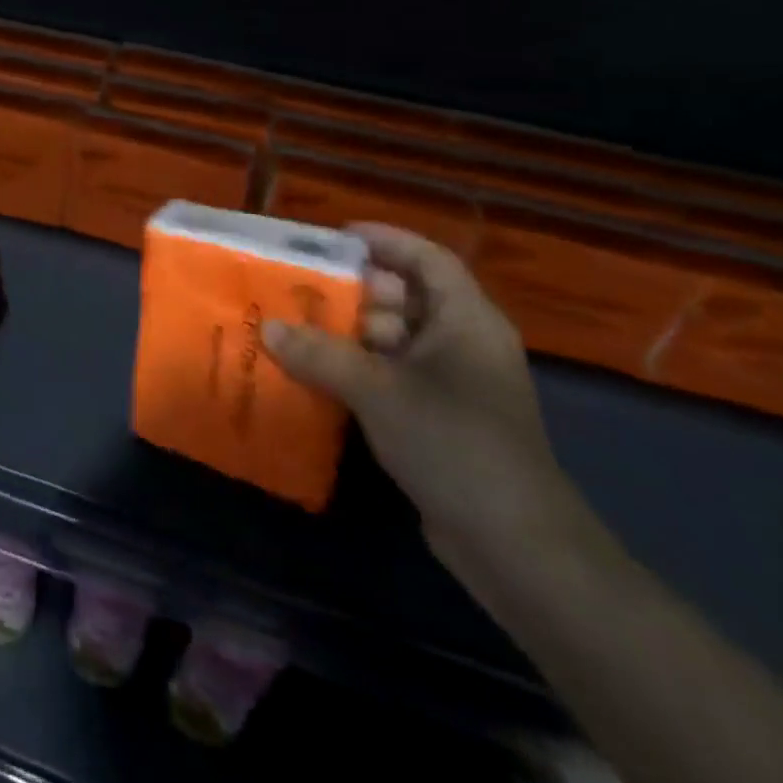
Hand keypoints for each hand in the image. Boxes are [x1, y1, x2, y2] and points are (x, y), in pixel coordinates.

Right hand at [263, 224, 585, 573]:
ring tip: (293, 328)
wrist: (514, 546)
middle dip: (351, 290)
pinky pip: (389, 377)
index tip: (334, 237)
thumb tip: (269, 328)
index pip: (427, 259)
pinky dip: (355, 370)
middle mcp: (462, 343)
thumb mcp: (380, 391)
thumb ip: (321, 354)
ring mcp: (451, 384)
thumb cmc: (455, 444)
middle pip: (404, 298)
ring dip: (346, 334)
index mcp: (465, 320)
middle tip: (297, 286)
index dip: (385, 241)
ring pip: (392, 340)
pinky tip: (313, 374)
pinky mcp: (437, 419)